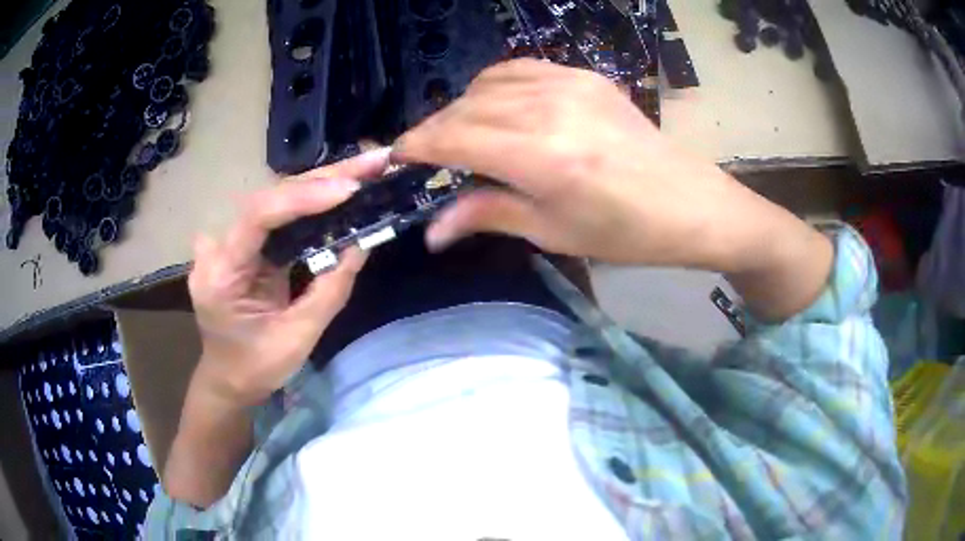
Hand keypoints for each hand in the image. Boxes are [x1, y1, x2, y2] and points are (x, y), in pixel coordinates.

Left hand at [187, 148, 389, 406]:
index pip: (257, 217)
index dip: (302, 198)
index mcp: (221, 274)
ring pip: (276, 200)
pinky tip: (341, 189)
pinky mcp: (245, 244)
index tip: (349, 189)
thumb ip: (328, 291)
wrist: (228, 378)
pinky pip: (279, 216)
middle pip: (270, 198)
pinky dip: (312, 202)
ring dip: (322, 184)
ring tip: (366, 170)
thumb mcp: (297, 338)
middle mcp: (219, 247)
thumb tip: (361, 244)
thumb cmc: (256, 367)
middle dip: (324, 179)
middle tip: (372, 163)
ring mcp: (229, 242)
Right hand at [394, 60, 832, 319]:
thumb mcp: (553, 232)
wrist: (689, 202)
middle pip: (464, 107)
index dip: (416, 146)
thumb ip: (488, 214)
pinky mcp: (584, 76)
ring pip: (487, 83)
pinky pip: (520, 69)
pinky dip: (494, 86)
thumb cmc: (625, 232)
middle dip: (435, 131)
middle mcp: (550, 108)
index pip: (454, 137)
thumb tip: (432, 231)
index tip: (397, 159)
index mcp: (542, 156)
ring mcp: (569, 84)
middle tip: (429, 158)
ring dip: (463, 107)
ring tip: (464, 136)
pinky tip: (498, 108)